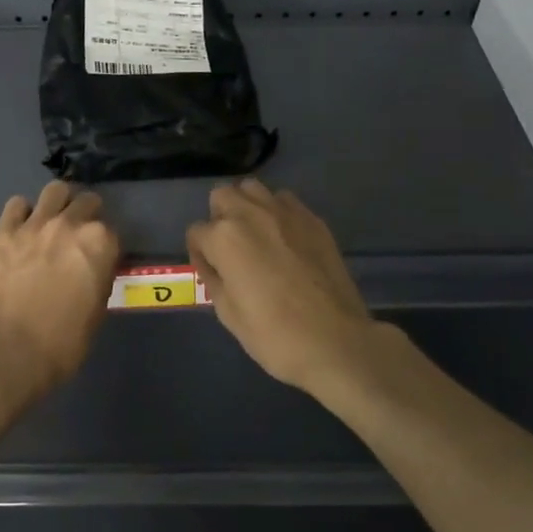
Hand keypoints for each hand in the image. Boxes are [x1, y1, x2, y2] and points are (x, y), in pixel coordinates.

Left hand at [0, 182, 119, 397]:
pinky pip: (17, 205)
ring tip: (52, 222)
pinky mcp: (3, 231)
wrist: (8, 352)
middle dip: (87, 215)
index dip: (106, 245)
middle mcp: (70, 224)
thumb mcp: (96, 312)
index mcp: (100, 243)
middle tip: (77, 237)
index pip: (112, 231)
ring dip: (58, 203)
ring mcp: (34, 224)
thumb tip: (93, 269)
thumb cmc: (62, 343)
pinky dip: (23, 213)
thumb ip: (98, 278)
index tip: (99, 258)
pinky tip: (22, 230)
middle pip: (87, 202)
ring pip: (54, 191)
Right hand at [187, 180, 378, 394]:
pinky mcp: (314, 220)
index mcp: (224, 238)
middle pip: (222, 196)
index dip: (199, 253)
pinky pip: (286, 202)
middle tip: (230, 248)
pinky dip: (278, 213)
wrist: (336, 342)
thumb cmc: (273, 335)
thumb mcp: (228, 313)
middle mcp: (251, 213)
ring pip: (254, 189)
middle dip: (219, 217)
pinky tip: (285, 240)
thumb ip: (214, 278)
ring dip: (247, 206)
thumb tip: (213, 264)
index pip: (196, 232)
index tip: (211, 271)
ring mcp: (286, 212)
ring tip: (256, 236)